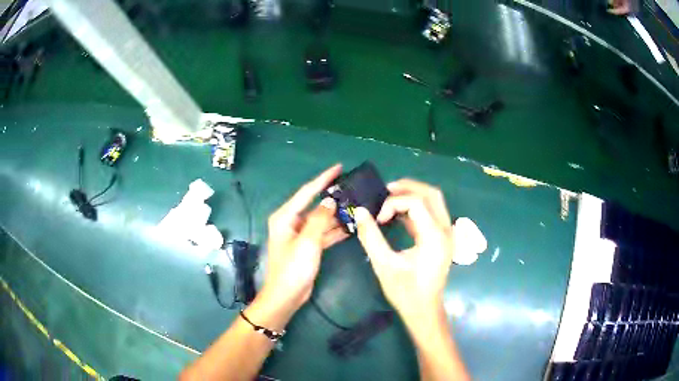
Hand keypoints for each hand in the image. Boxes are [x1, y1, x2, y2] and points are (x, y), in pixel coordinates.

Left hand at [259, 164, 348, 318]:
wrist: (286, 296)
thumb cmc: (293, 268)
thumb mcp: (307, 241)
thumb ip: (320, 219)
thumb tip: (330, 200)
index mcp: (285, 217)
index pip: (307, 192)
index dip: (323, 178)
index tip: (339, 167)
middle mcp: (292, 222)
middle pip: (315, 205)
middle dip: (333, 198)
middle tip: (353, 189)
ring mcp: (301, 235)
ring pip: (322, 220)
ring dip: (337, 215)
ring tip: (357, 206)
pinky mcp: (309, 247)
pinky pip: (324, 233)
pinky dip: (336, 230)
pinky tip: (351, 226)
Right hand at [354, 179, 453, 322]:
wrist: (424, 311)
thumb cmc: (405, 291)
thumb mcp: (383, 264)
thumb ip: (370, 236)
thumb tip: (359, 211)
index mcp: (434, 236)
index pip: (416, 202)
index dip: (393, 203)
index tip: (378, 219)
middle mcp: (445, 230)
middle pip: (431, 193)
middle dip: (407, 187)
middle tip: (385, 191)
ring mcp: (447, 234)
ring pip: (435, 200)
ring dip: (413, 195)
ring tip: (390, 198)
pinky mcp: (443, 239)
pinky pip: (433, 212)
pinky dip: (417, 207)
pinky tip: (399, 214)